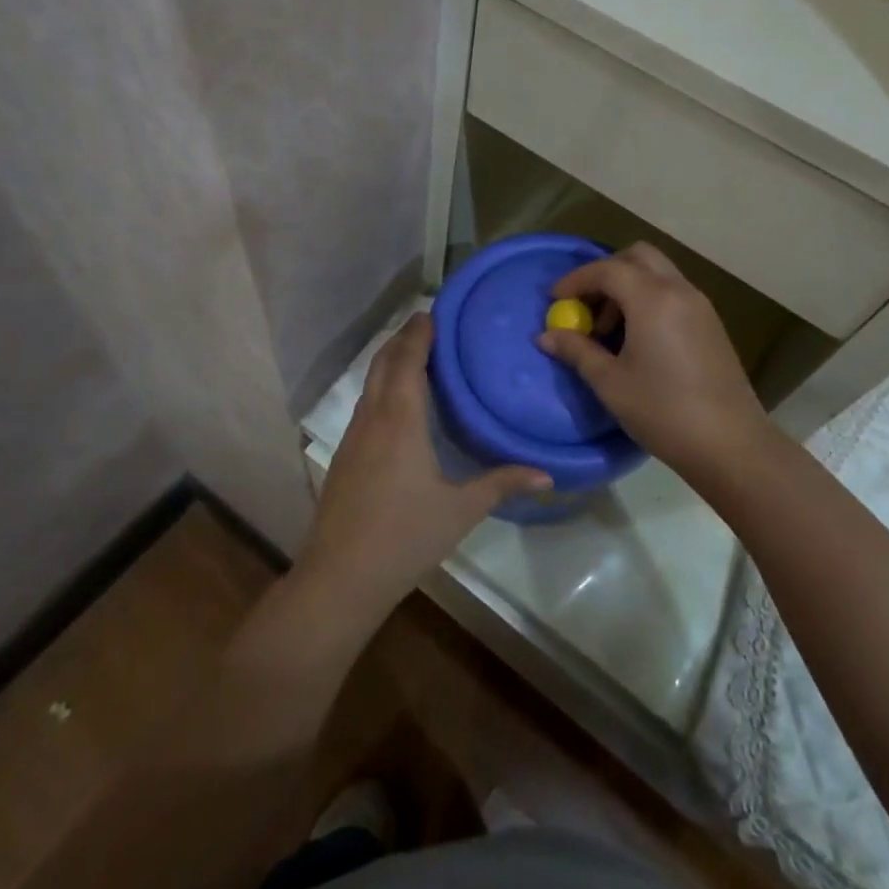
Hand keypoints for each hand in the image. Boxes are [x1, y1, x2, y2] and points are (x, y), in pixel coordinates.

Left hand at [297, 312, 551, 622]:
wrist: (340, 577)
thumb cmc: (405, 537)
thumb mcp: (460, 510)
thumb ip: (502, 484)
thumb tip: (548, 476)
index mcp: (400, 419)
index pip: (407, 358)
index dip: (419, 332)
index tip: (435, 311)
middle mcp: (372, 416)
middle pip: (384, 362)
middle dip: (404, 338)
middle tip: (431, 324)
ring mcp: (353, 435)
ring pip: (370, 381)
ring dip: (390, 360)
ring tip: (418, 354)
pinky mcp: (344, 454)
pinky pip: (365, 403)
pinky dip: (382, 385)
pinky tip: (398, 403)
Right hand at [537, 242, 771, 473]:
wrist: (731, 444)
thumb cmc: (663, 411)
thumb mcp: (610, 383)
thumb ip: (577, 351)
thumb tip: (546, 336)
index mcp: (652, 299)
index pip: (607, 269)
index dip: (576, 280)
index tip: (555, 302)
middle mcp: (679, 291)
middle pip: (637, 257)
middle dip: (605, 272)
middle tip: (585, 305)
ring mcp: (700, 305)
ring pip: (658, 273)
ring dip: (628, 286)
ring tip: (609, 330)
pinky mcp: (711, 324)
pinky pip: (673, 293)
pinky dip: (648, 299)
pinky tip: (637, 339)